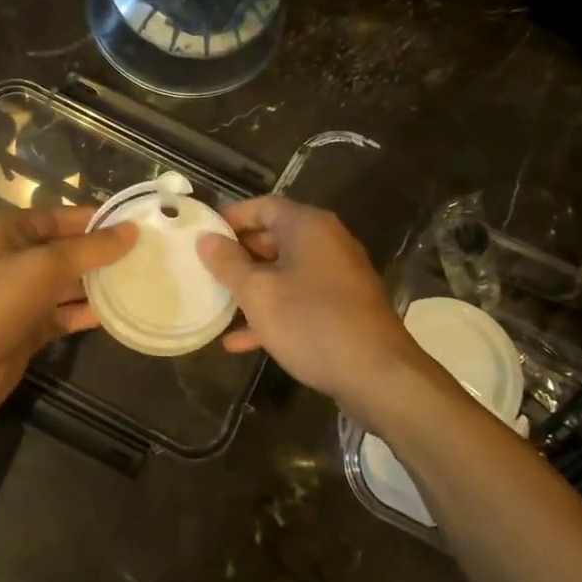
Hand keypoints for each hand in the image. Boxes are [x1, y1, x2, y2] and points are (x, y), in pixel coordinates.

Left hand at [0, 207, 133, 429]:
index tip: (139, 224)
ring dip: (100, 284)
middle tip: (150, 255)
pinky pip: (65, 314)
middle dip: (103, 253)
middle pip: (67, 250)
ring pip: (69, 284)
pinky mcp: (29, 329)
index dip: (98, 220)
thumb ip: (90, 249)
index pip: (62, 217)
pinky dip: (89, 313)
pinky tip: (122, 312)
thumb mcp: (44, 267)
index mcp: (10, 231)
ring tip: (144, 281)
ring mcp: (22, 296)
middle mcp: (15, 259)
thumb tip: (132, 231)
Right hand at [196, 197, 424, 412]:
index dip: (231, 218)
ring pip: (285, 272)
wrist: (378, 375)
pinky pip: (301, 299)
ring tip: (218, 305)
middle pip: (274, 237)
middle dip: (239, 256)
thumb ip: (228, 263)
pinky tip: (242, 341)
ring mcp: (339, 276)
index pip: (263, 206)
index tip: (203, 235)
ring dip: (253, 288)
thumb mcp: (258, 293)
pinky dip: (274, 311)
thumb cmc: (311, 322)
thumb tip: (206, 239)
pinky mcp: (344, 308)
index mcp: (308, 227)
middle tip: (206, 271)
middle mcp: (327, 243)